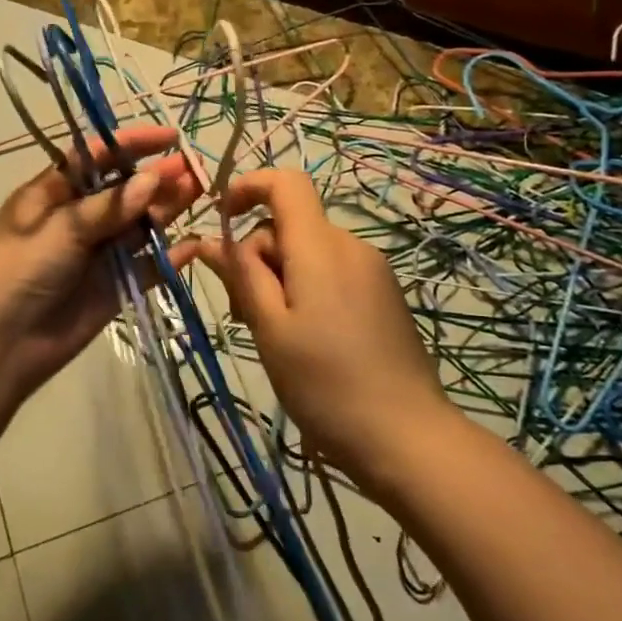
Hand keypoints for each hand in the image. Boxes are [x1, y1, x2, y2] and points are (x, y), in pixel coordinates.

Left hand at [0, 125, 201, 391]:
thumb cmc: (17, 272)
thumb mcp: (58, 229)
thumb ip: (107, 207)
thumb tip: (153, 178)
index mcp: (53, 194)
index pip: (96, 158)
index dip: (131, 144)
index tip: (169, 138)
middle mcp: (78, 219)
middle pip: (124, 191)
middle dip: (157, 178)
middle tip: (195, 170)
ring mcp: (97, 254)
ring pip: (139, 226)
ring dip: (166, 209)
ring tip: (199, 194)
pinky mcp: (113, 288)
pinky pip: (146, 268)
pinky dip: (168, 258)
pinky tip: (192, 245)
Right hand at [195, 168, 448, 488]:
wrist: (407, 437)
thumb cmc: (325, 383)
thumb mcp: (270, 328)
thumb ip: (242, 276)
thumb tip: (214, 240)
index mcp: (321, 247)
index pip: (286, 183)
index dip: (248, 187)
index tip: (222, 218)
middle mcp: (350, 246)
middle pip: (291, 224)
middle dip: (257, 255)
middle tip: (242, 312)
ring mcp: (372, 271)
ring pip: (309, 252)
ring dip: (280, 277)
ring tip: (273, 333)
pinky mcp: (383, 295)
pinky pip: (333, 272)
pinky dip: (306, 289)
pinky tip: (306, 338)